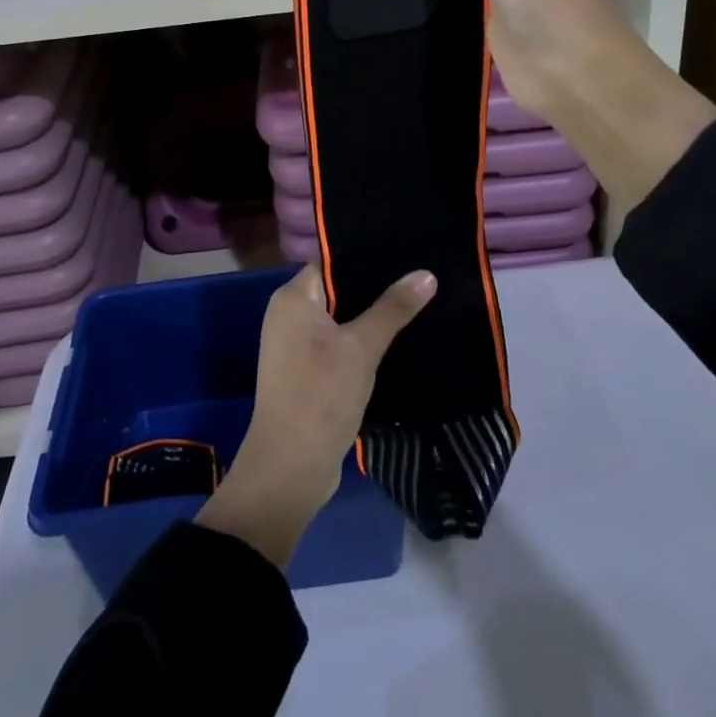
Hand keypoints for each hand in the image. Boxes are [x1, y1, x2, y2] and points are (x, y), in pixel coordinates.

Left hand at [196, 265, 434, 568]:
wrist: (290, 468)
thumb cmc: (320, 395)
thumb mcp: (361, 348)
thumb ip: (393, 309)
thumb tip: (426, 274)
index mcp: (293, 298)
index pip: (331, 260)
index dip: (367, 254)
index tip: (406, 249)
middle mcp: (289, 314)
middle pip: (338, 288)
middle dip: (376, 286)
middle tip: (421, 275)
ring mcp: (296, 345)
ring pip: (341, 318)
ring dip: (372, 316)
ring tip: (418, 301)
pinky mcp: (308, 372)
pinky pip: (339, 343)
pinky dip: (363, 341)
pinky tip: (399, 339)